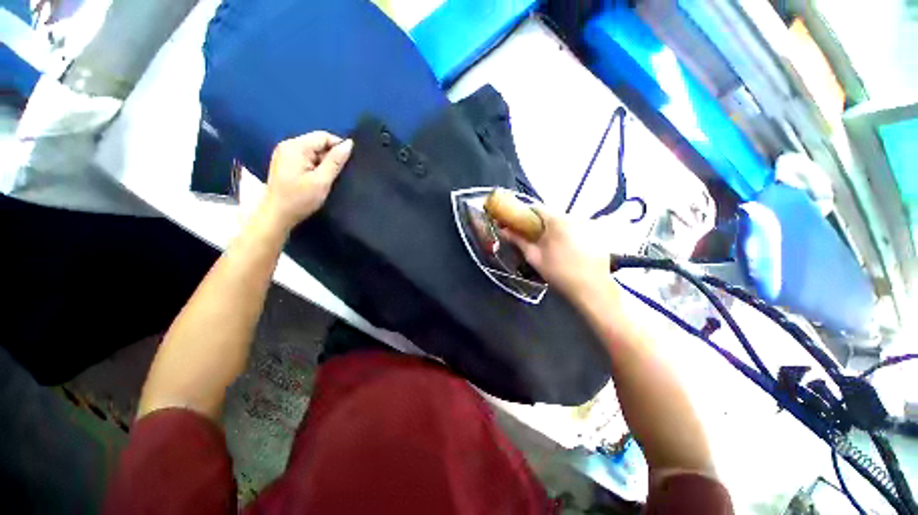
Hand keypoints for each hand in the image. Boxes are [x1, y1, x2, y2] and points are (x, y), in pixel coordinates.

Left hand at [261, 131, 353, 231]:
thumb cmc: (300, 199)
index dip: (339, 147)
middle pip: (317, 142)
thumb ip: (335, 161)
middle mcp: (288, 145)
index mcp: (295, 146)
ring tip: (329, 178)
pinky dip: (316, 166)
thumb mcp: (321, 181)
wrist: (277, 216)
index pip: (323, 136)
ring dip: (324, 162)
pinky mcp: (285, 163)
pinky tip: (318, 179)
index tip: (348, 163)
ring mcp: (285, 154)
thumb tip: (349, 144)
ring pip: (313, 151)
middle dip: (331, 156)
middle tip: (338, 174)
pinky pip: (306, 158)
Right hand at [502, 207, 614, 305]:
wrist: (591, 288)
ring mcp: (587, 224)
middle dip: (541, 224)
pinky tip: (570, 250)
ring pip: (565, 221)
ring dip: (556, 229)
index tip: (519, 225)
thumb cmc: (558, 272)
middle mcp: (573, 216)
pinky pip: (577, 228)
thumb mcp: (534, 257)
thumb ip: (518, 240)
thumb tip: (503, 229)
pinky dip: (570, 234)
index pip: (536, 208)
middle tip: (535, 240)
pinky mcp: (596, 233)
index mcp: (556, 220)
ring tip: (553, 247)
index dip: (525, 215)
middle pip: (551, 214)